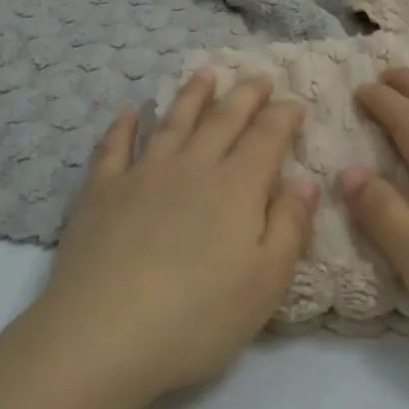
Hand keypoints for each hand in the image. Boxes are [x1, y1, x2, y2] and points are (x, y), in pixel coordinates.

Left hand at [32, 70, 319, 405]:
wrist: (103, 334)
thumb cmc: (198, 317)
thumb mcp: (266, 282)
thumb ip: (290, 226)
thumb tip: (306, 180)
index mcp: (236, 187)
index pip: (267, 137)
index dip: (284, 116)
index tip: (295, 102)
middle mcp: (193, 166)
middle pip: (223, 119)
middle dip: (245, 94)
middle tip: (259, 76)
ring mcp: (143, 174)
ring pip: (173, 122)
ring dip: (192, 95)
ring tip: (205, 74)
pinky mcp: (102, 191)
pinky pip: (114, 146)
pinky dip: (123, 126)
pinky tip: (129, 111)